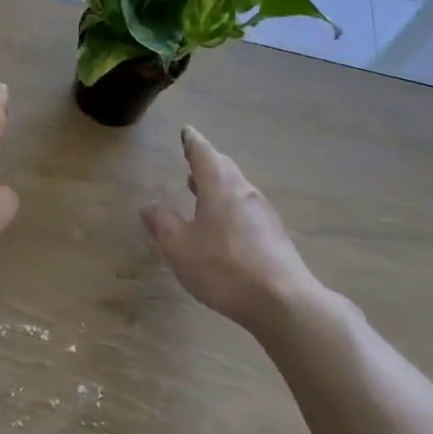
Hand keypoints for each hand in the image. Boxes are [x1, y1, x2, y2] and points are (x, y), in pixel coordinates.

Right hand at [141, 126, 317, 331]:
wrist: (283, 302)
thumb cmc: (224, 269)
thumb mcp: (180, 248)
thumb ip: (162, 224)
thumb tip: (149, 206)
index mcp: (220, 187)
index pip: (203, 153)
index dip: (192, 142)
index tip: (187, 131)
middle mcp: (244, 192)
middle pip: (224, 167)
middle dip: (207, 162)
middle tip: (192, 159)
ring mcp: (263, 213)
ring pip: (237, 188)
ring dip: (218, 184)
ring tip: (200, 190)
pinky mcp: (274, 235)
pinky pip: (246, 208)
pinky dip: (230, 205)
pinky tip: (223, 224)